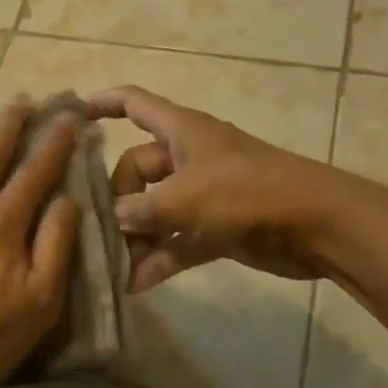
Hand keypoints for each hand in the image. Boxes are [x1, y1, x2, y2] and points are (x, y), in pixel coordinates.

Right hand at [85, 85, 337, 290]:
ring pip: (154, 210)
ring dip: (134, 235)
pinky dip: (158, 258)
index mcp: (181, 131)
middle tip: (96, 227)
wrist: (317, 225)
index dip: (102, 103)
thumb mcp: (184, 197)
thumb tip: (113, 219)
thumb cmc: (247, 192)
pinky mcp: (216, 228)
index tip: (70, 115)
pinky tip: (134, 283)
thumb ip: (140, 209)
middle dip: (116, 197)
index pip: (134, 104)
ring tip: (107, 263)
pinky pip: (176, 241)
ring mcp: (202, 194)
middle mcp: (187, 157)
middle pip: (136, 168)